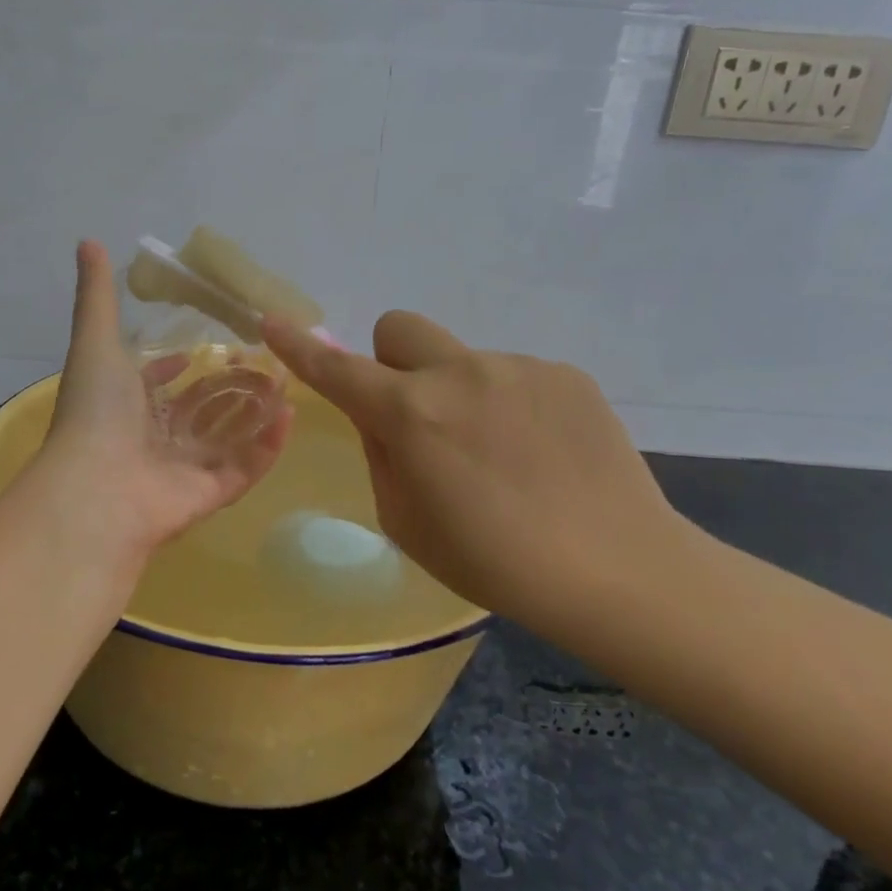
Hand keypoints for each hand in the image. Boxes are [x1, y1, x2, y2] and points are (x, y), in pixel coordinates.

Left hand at [36, 241, 292, 568]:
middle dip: (229, 388)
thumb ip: (98, 296)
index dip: (174, 368)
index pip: (155, 386)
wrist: (97, 487)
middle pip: (199, 411)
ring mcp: (182, 469)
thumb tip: (88, 241)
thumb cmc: (97, 411)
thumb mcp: (96, 341)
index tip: (203, 349)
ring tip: (288, 383)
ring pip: (227, 438)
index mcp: (126, 408)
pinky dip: (267, 446)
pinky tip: (290, 415)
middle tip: (265, 362)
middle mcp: (154, 440)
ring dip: (255, 413)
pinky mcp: (209, 495)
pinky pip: (245, 468)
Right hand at [263, 311, 687, 618]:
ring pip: (462, 360)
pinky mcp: (564, 373)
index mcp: (411, 414)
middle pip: (400, 328)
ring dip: (461, 393)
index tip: (274, 323)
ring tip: (503, 456)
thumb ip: (381, 455)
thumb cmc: (495, 562)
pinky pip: (513, 375)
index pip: (338, 370)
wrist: (617, 568)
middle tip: (420, 416)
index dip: (300, 348)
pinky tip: (541, 453)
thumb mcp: (407, 524)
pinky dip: (510, 404)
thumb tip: (381, 417)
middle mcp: (459, 373)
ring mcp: (517, 366)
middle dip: (393, 361)